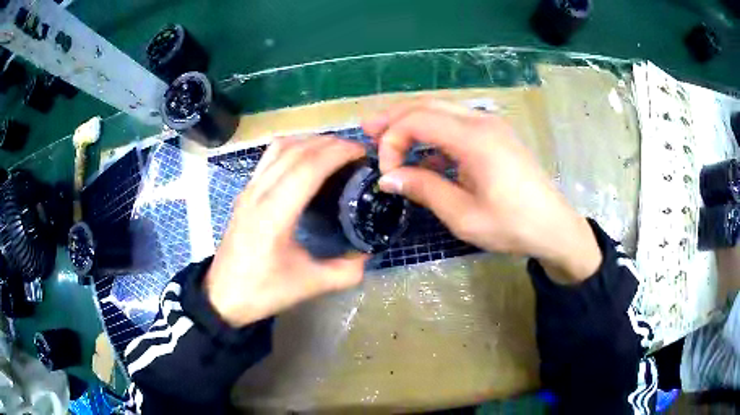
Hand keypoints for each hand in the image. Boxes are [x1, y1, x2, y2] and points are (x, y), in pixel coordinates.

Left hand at [205, 136, 369, 326]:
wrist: (222, 296)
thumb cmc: (262, 291)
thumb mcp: (308, 286)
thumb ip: (344, 271)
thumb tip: (368, 253)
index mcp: (274, 215)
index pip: (308, 167)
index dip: (337, 153)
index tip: (362, 152)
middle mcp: (258, 193)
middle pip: (295, 151)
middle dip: (329, 143)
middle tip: (355, 150)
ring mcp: (248, 190)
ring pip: (279, 148)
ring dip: (309, 141)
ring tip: (333, 149)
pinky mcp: (244, 192)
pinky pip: (269, 157)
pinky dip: (292, 148)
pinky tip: (306, 159)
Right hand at [363, 100, 600, 283]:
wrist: (554, 227)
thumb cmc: (512, 225)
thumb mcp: (463, 215)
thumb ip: (424, 190)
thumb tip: (388, 179)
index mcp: (474, 138)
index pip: (418, 120)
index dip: (392, 139)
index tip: (386, 172)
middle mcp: (482, 121)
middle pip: (427, 105)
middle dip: (395, 116)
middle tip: (367, 129)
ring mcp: (491, 125)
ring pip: (442, 110)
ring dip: (413, 121)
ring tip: (387, 136)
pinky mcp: (496, 135)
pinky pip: (457, 124)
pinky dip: (435, 134)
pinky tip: (426, 156)